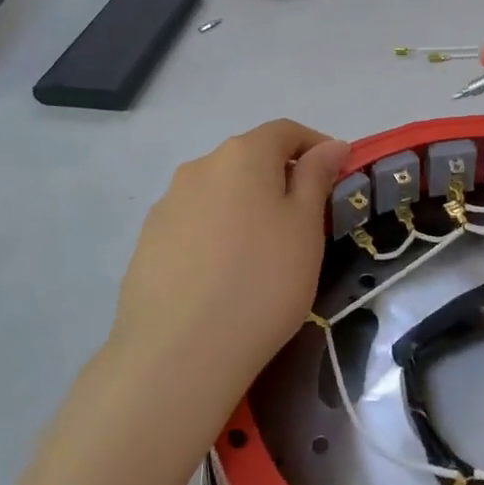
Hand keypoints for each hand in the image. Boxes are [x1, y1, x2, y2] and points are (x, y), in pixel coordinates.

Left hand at [108, 120, 348, 413]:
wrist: (178, 353)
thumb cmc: (262, 282)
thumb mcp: (305, 227)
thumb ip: (317, 177)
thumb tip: (330, 144)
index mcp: (243, 155)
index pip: (285, 131)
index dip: (315, 147)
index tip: (336, 177)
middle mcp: (200, 166)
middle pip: (249, 159)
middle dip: (279, 180)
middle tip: (303, 224)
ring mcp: (167, 203)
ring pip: (219, 192)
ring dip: (245, 207)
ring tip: (261, 256)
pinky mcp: (147, 241)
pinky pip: (194, 223)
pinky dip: (216, 235)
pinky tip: (222, 277)